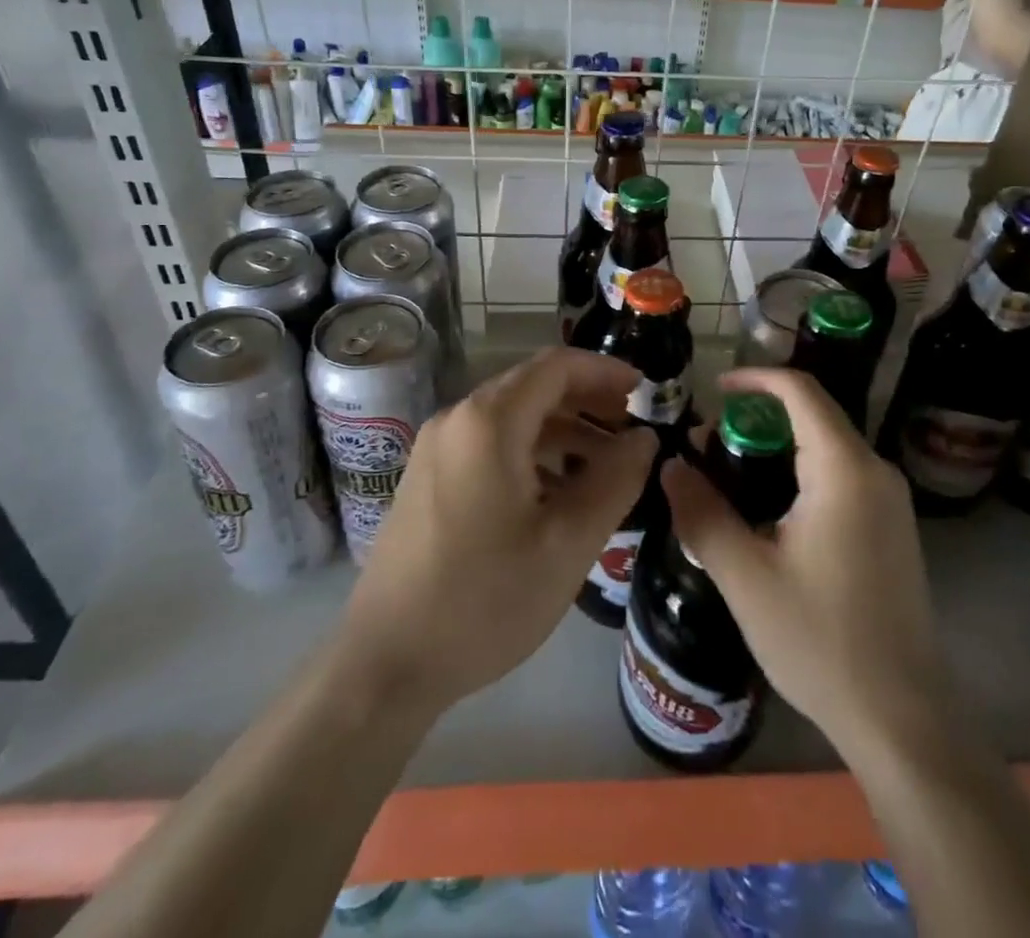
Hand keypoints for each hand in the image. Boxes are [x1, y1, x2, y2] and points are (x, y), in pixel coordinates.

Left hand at [338, 347, 655, 716]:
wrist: (385, 664)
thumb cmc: (485, 600)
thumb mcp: (568, 543)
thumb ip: (615, 480)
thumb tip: (645, 438)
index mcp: (489, 422)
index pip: (557, 366)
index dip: (605, 370)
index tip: (645, 390)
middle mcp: (457, 419)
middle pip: (533, 386)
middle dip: (587, 400)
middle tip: (631, 429)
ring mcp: (436, 448)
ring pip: (512, 416)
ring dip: (562, 429)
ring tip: (605, 464)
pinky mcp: (427, 477)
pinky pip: (489, 443)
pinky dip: (531, 451)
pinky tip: (557, 491)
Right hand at [663, 367, 941, 760]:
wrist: (900, 717)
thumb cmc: (820, 640)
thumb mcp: (745, 576)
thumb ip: (701, 512)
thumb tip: (670, 465)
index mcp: (845, 469)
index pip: (800, 390)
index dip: (754, 379)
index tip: (714, 391)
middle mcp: (876, 471)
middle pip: (813, 415)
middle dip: (758, 419)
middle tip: (710, 449)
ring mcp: (890, 501)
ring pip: (826, 446)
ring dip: (777, 447)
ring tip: (730, 478)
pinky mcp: (892, 527)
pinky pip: (841, 475)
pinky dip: (800, 471)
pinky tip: (769, 511)